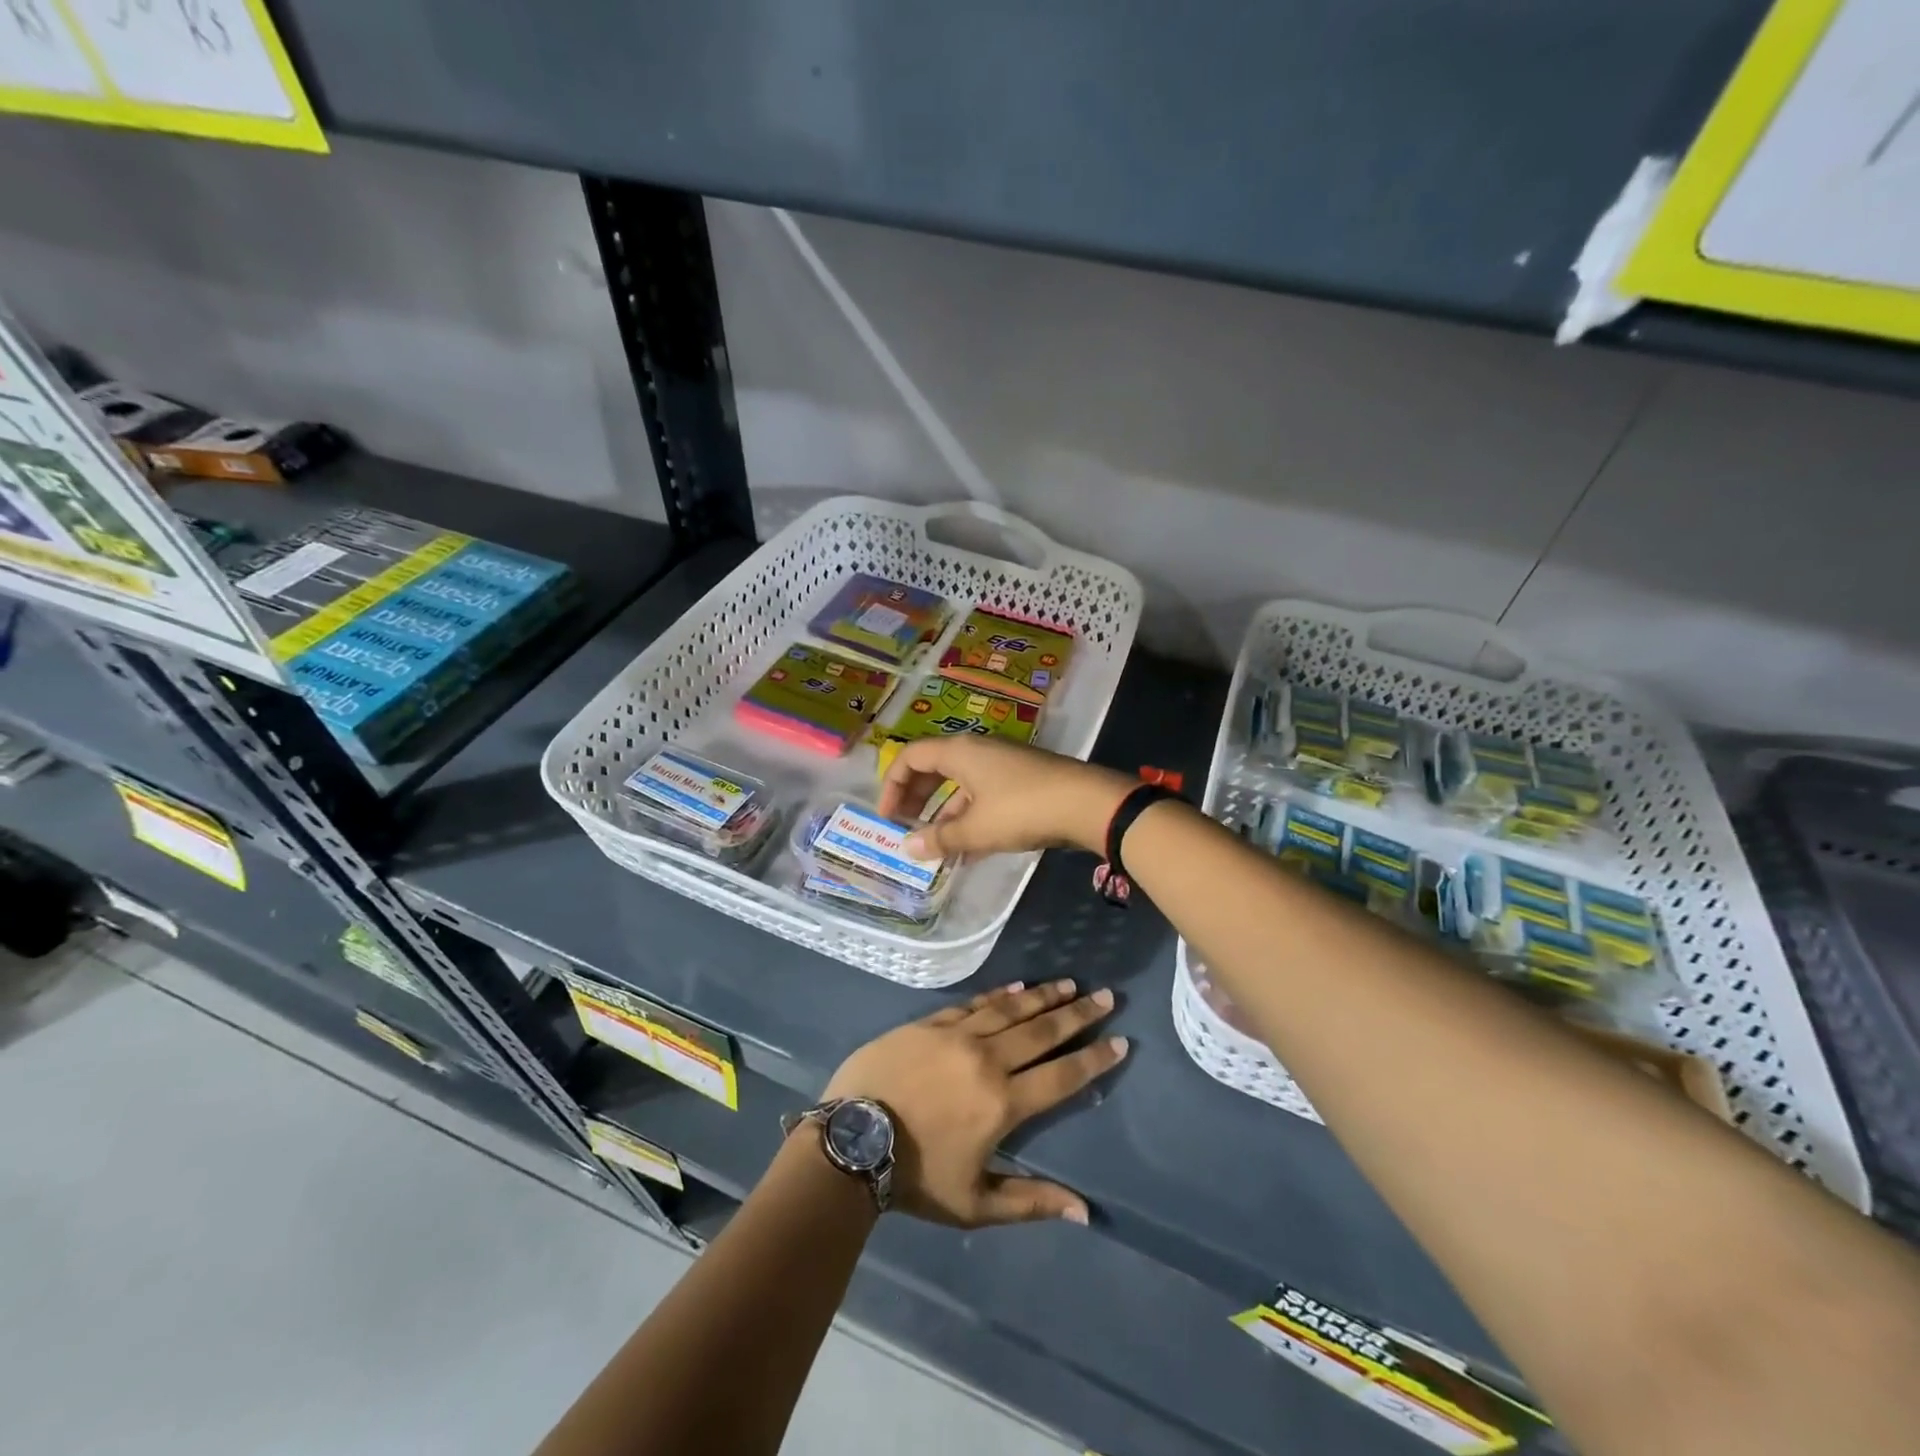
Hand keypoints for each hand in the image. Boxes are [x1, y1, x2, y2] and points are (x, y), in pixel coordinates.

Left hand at [820, 980, 1127, 1226]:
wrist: (851, 1140)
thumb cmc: (915, 1177)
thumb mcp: (975, 1204)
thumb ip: (1031, 1201)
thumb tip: (1086, 1211)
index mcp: (1004, 1103)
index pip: (1062, 1076)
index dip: (1094, 1059)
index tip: (1119, 1041)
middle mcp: (988, 1060)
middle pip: (1042, 1031)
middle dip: (1078, 1014)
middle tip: (1105, 996)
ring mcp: (958, 1036)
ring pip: (1011, 1010)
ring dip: (1043, 996)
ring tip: (1069, 984)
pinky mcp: (930, 1023)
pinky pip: (974, 1003)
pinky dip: (999, 995)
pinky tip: (1017, 986)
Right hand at [877, 737, 1133, 859]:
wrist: (1087, 803)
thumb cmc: (1022, 809)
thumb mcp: (976, 829)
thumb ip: (940, 838)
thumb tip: (907, 848)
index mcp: (959, 752)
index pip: (911, 758)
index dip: (893, 786)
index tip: (887, 818)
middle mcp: (977, 751)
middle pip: (934, 769)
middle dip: (916, 800)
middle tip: (905, 829)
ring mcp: (1002, 764)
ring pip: (961, 786)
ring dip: (944, 814)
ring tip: (936, 849)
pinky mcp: (1022, 779)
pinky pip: (983, 795)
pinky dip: (970, 817)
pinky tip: (969, 850)